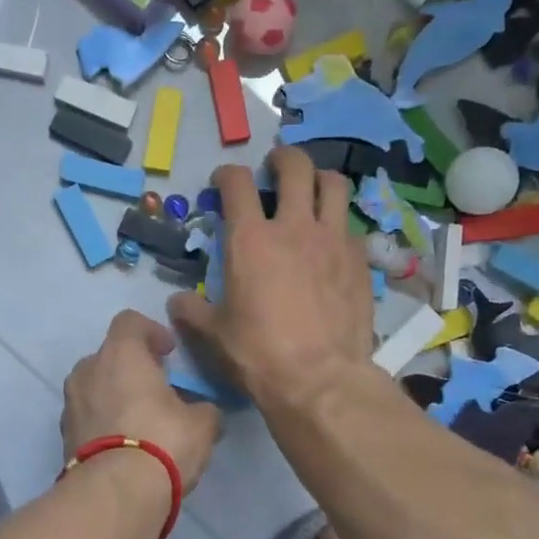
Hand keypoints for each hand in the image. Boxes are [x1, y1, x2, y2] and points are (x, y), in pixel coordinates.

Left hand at [63, 311, 221, 490]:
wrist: (114, 494)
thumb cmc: (162, 441)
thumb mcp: (202, 424)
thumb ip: (205, 409)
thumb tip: (205, 412)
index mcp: (120, 353)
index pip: (129, 321)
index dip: (151, 331)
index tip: (169, 352)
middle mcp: (88, 370)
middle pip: (109, 355)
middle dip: (132, 367)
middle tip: (157, 388)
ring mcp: (70, 403)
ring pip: (95, 386)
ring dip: (115, 395)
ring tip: (141, 419)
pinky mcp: (63, 435)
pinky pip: (87, 416)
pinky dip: (103, 422)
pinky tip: (125, 444)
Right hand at [168, 147, 373, 410]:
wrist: (320, 379)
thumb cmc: (258, 354)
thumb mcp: (213, 334)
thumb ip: (192, 311)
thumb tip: (177, 302)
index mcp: (250, 240)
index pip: (237, 183)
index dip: (227, 174)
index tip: (223, 182)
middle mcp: (294, 228)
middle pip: (295, 167)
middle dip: (282, 158)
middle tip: (274, 167)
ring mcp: (333, 240)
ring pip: (334, 185)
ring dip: (319, 179)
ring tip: (311, 190)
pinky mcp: (360, 261)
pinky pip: (351, 226)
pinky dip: (338, 223)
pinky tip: (331, 243)